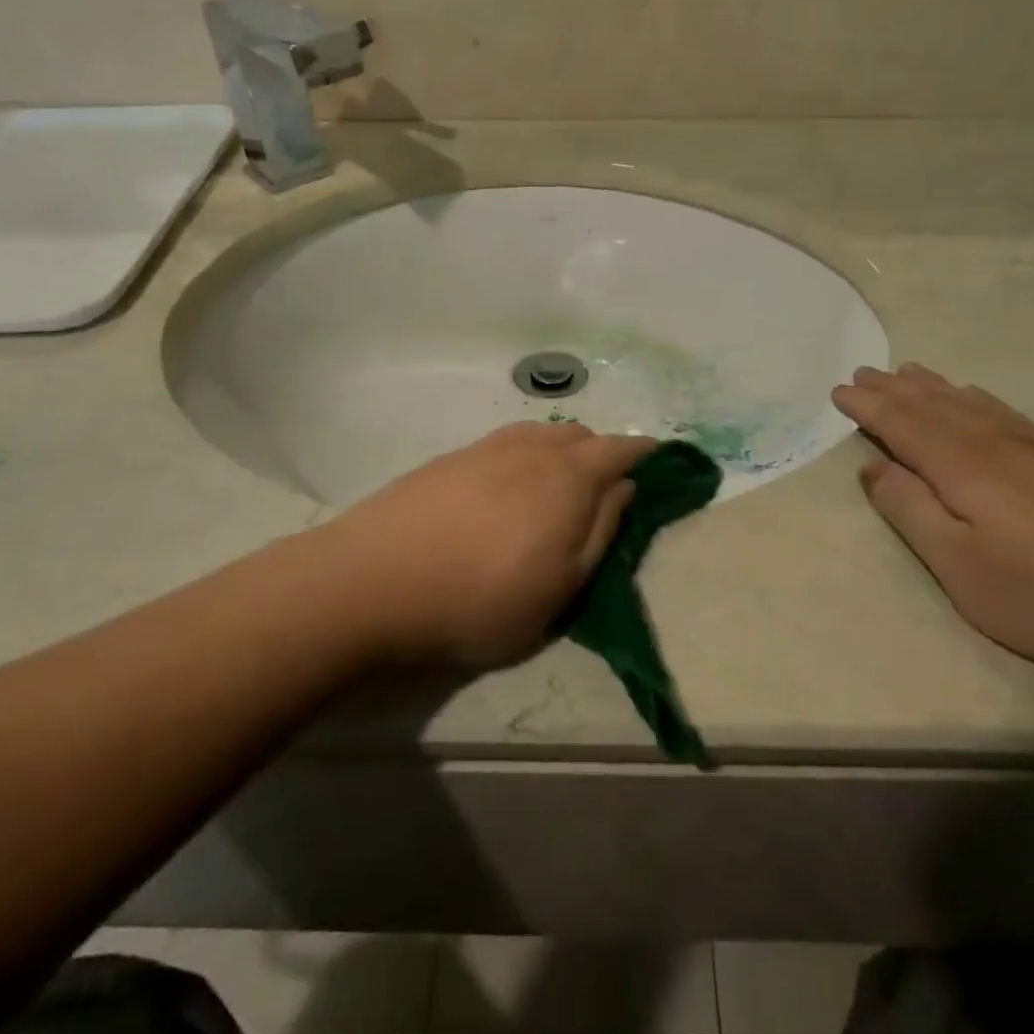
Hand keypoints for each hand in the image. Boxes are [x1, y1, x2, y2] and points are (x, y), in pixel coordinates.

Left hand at [319, 423, 657, 665]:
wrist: (373, 582)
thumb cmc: (480, 599)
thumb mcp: (561, 587)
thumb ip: (600, 532)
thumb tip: (624, 488)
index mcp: (568, 478)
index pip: (620, 450)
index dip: (644, 453)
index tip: (660, 459)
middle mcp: (531, 449)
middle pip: (580, 435)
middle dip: (601, 452)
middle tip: (605, 485)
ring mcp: (486, 448)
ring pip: (540, 434)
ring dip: (561, 449)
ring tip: (558, 482)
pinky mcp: (449, 458)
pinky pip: (505, 443)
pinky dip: (524, 453)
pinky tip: (508, 484)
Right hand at [833, 365, 1033, 681]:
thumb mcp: (960, 567)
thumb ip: (910, 511)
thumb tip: (872, 467)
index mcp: (964, 468)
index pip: (903, 425)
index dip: (869, 407)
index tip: (840, 391)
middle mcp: (999, 445)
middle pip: (935, 406)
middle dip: (895, 389)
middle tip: (864, 371)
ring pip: (973, 404)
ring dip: (934, 387)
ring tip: (909, 371)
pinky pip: (1008, 413)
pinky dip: (979, 399)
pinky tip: (978, 398)